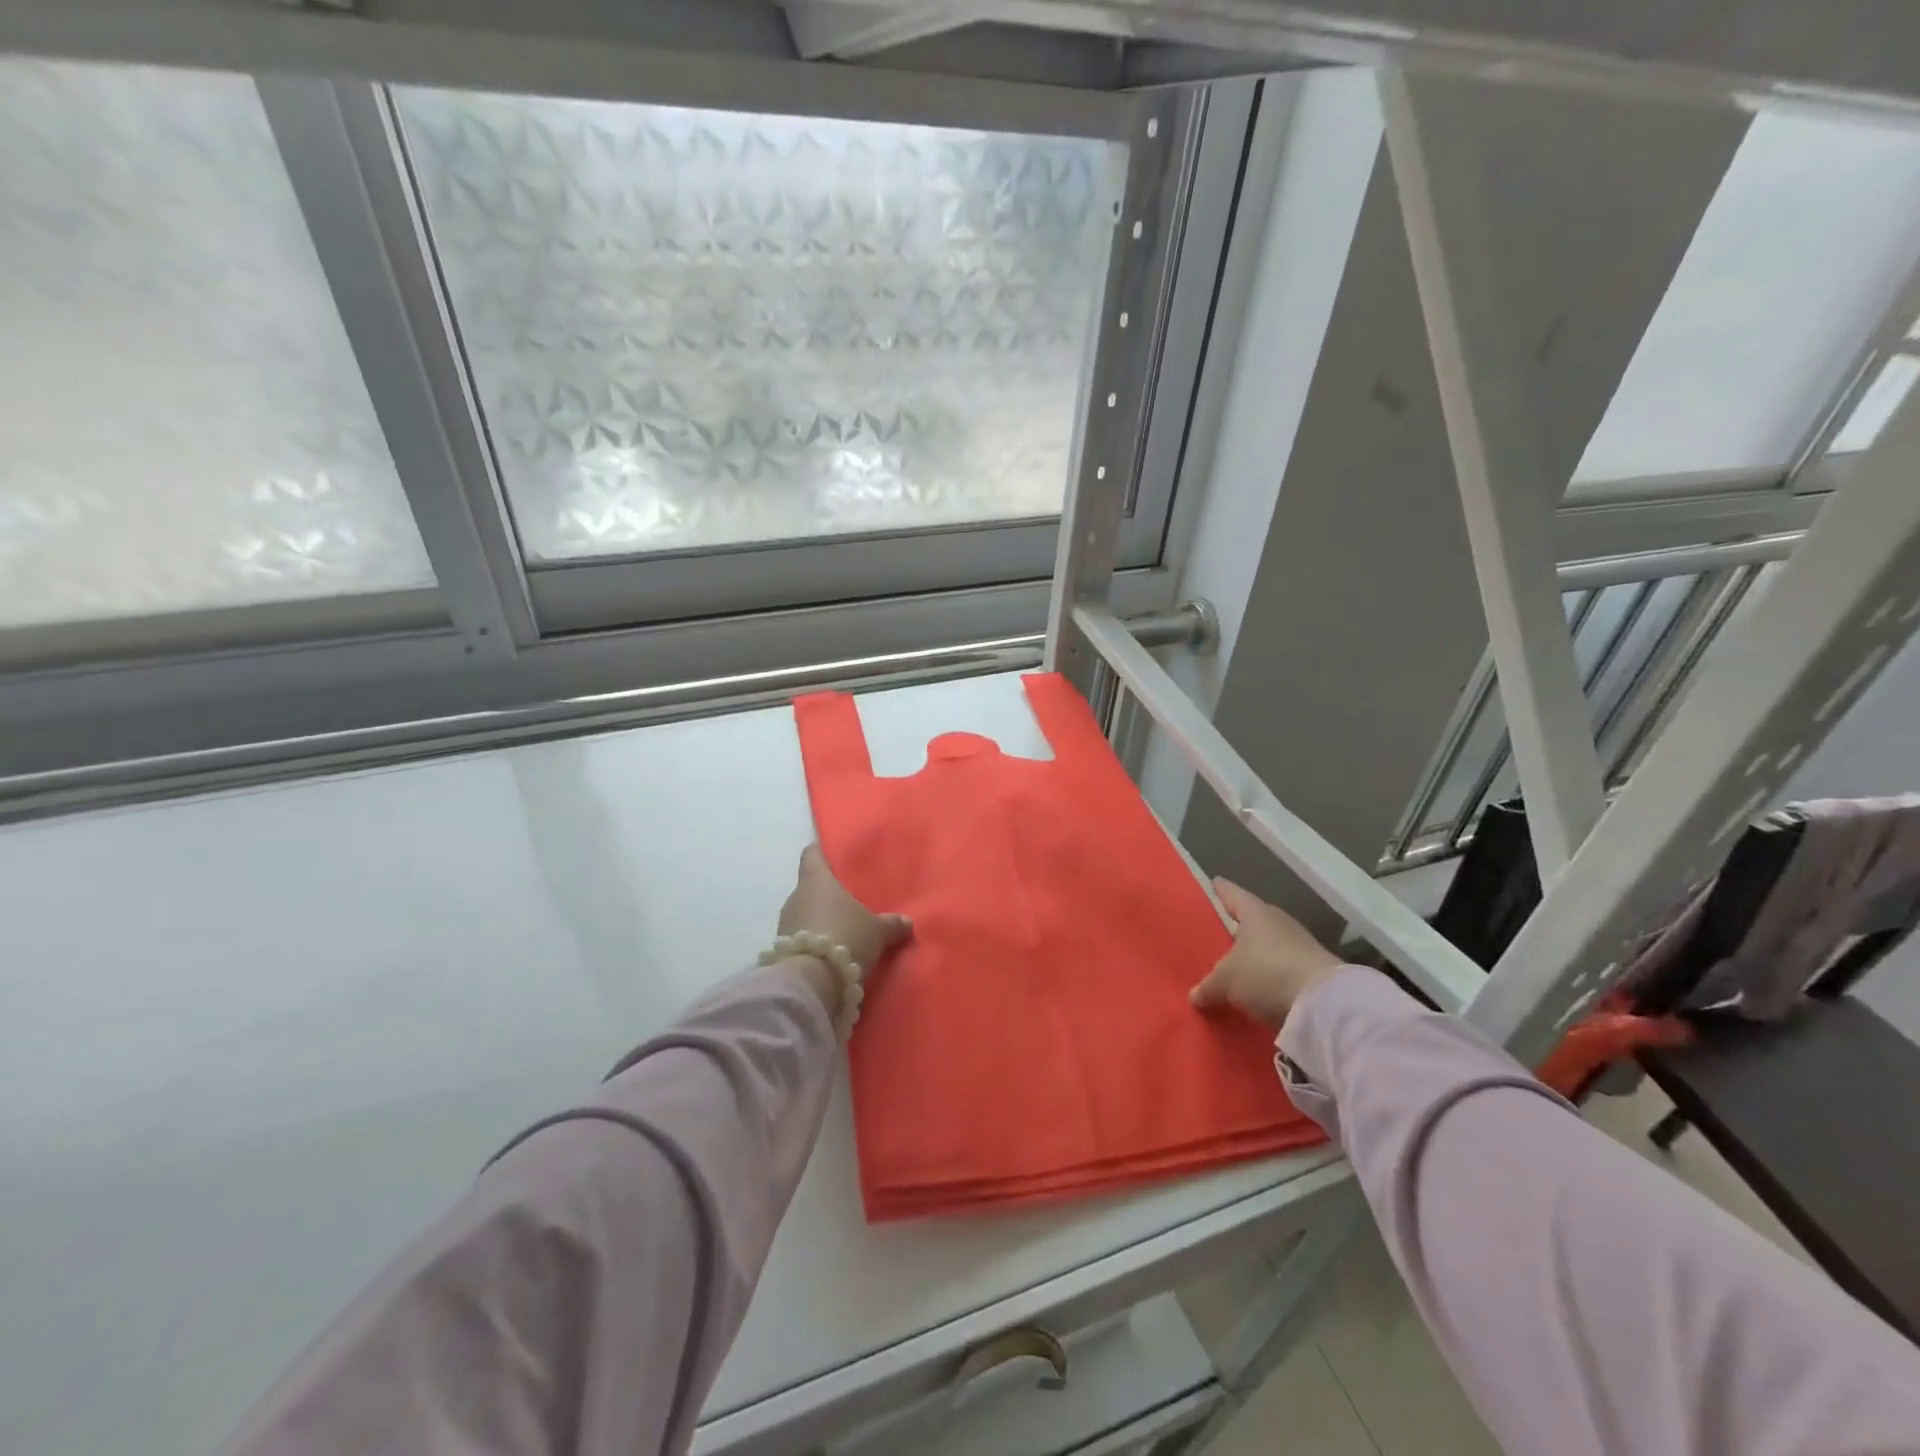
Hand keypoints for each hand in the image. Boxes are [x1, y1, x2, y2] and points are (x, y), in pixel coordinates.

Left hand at [775, 845, 911, 1015]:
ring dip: (821, 920)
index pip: (812, 855)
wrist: (811, 983)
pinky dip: (816, 942)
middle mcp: (796, 897)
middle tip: (851, 899)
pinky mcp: (783, 951)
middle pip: (811, 887)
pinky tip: (834, 951)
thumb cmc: (846, 937)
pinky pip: (803, 938)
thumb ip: (891, 924)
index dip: (822, 851)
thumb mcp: (877, 931)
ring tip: (845, 929)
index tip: (833, 854)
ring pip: (806, 913)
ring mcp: (786, 924)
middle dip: (828, 894)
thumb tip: (907, 922)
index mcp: (816, 880)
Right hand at [1189, 878, 1346, 1029]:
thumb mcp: (1226, 981)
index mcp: (1255, 912)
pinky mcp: (1315, 971)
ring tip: (1239, 966)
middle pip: (1254, 920)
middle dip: (1240, 926)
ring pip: (1270, 945)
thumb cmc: (1266, 973)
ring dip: (1257, 955)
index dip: (1222, 890)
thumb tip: (1194, 996)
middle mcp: (1279, 922)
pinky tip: (1261, 988)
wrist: (1325, 1004)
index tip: (1214, 882)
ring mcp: (1301, 946)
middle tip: (1222, 932)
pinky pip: (1284, 969)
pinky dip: (1272, 976)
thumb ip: (1208, 986)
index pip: (1233, 894)